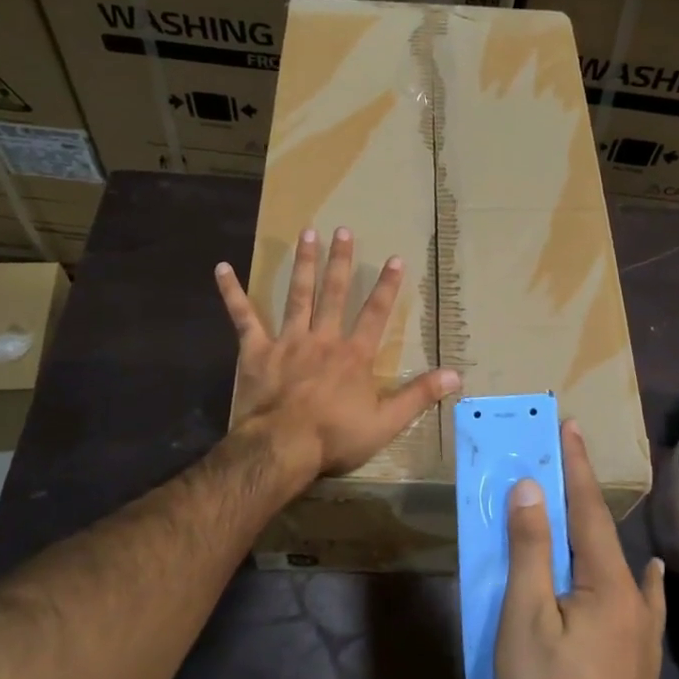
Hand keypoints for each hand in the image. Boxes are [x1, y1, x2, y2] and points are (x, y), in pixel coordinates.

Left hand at [216, 227, 459, 487]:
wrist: (282, 448)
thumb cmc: (335, 437)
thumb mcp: (386, 421)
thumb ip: (419, 395)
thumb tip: (457, 375)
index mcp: (354, 355)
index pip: (376, 314)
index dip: (387, 286)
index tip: (395, 258)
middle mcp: (323, 339)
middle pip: (334, 293)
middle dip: (340, 261)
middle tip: (342, 230)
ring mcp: (288, 341)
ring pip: (297, 295)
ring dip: (303, 264)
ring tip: (307, 233)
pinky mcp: (257, 350)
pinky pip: (243, 317)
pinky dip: (232, 292)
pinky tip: (222, 268)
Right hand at [496, 421, 666, 678]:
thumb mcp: (526, 617)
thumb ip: (531, 550)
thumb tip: (531, 490)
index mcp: (605, 581)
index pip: (587, 508)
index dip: (576, 465)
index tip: (570, 425)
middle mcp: (633, 597)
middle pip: (602, 531)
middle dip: (581, 492)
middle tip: (562, 459)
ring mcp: (642, 630)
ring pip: (618, 564)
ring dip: (598, 531)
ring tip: (584, 510)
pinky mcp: (641, 658)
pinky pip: (642, 601)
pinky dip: (641, 578)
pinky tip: (650, 574)